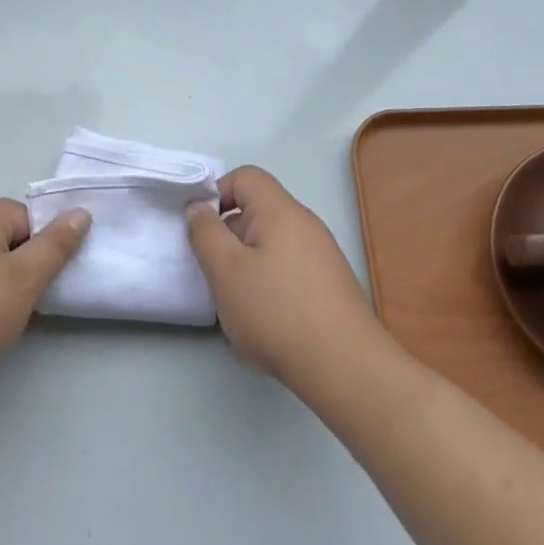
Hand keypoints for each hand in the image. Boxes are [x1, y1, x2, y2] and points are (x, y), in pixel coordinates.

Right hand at [187, 166, 385, 390]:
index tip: (201, 230)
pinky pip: (286, 271)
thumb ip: (205, 232)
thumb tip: (199, 207)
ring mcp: (321, 255)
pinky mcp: (328, 285)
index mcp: (281, 211)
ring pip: (268, 247)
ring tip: (237, 306)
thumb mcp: (226, 270)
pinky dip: (267, 288)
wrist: (345, 367)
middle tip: (214, 274)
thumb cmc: (276, 311)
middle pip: (256, 213)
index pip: (245, 177)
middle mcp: (305, 224)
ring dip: (245, 269)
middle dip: (228, 239)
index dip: (217, 193)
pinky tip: (263, 324)